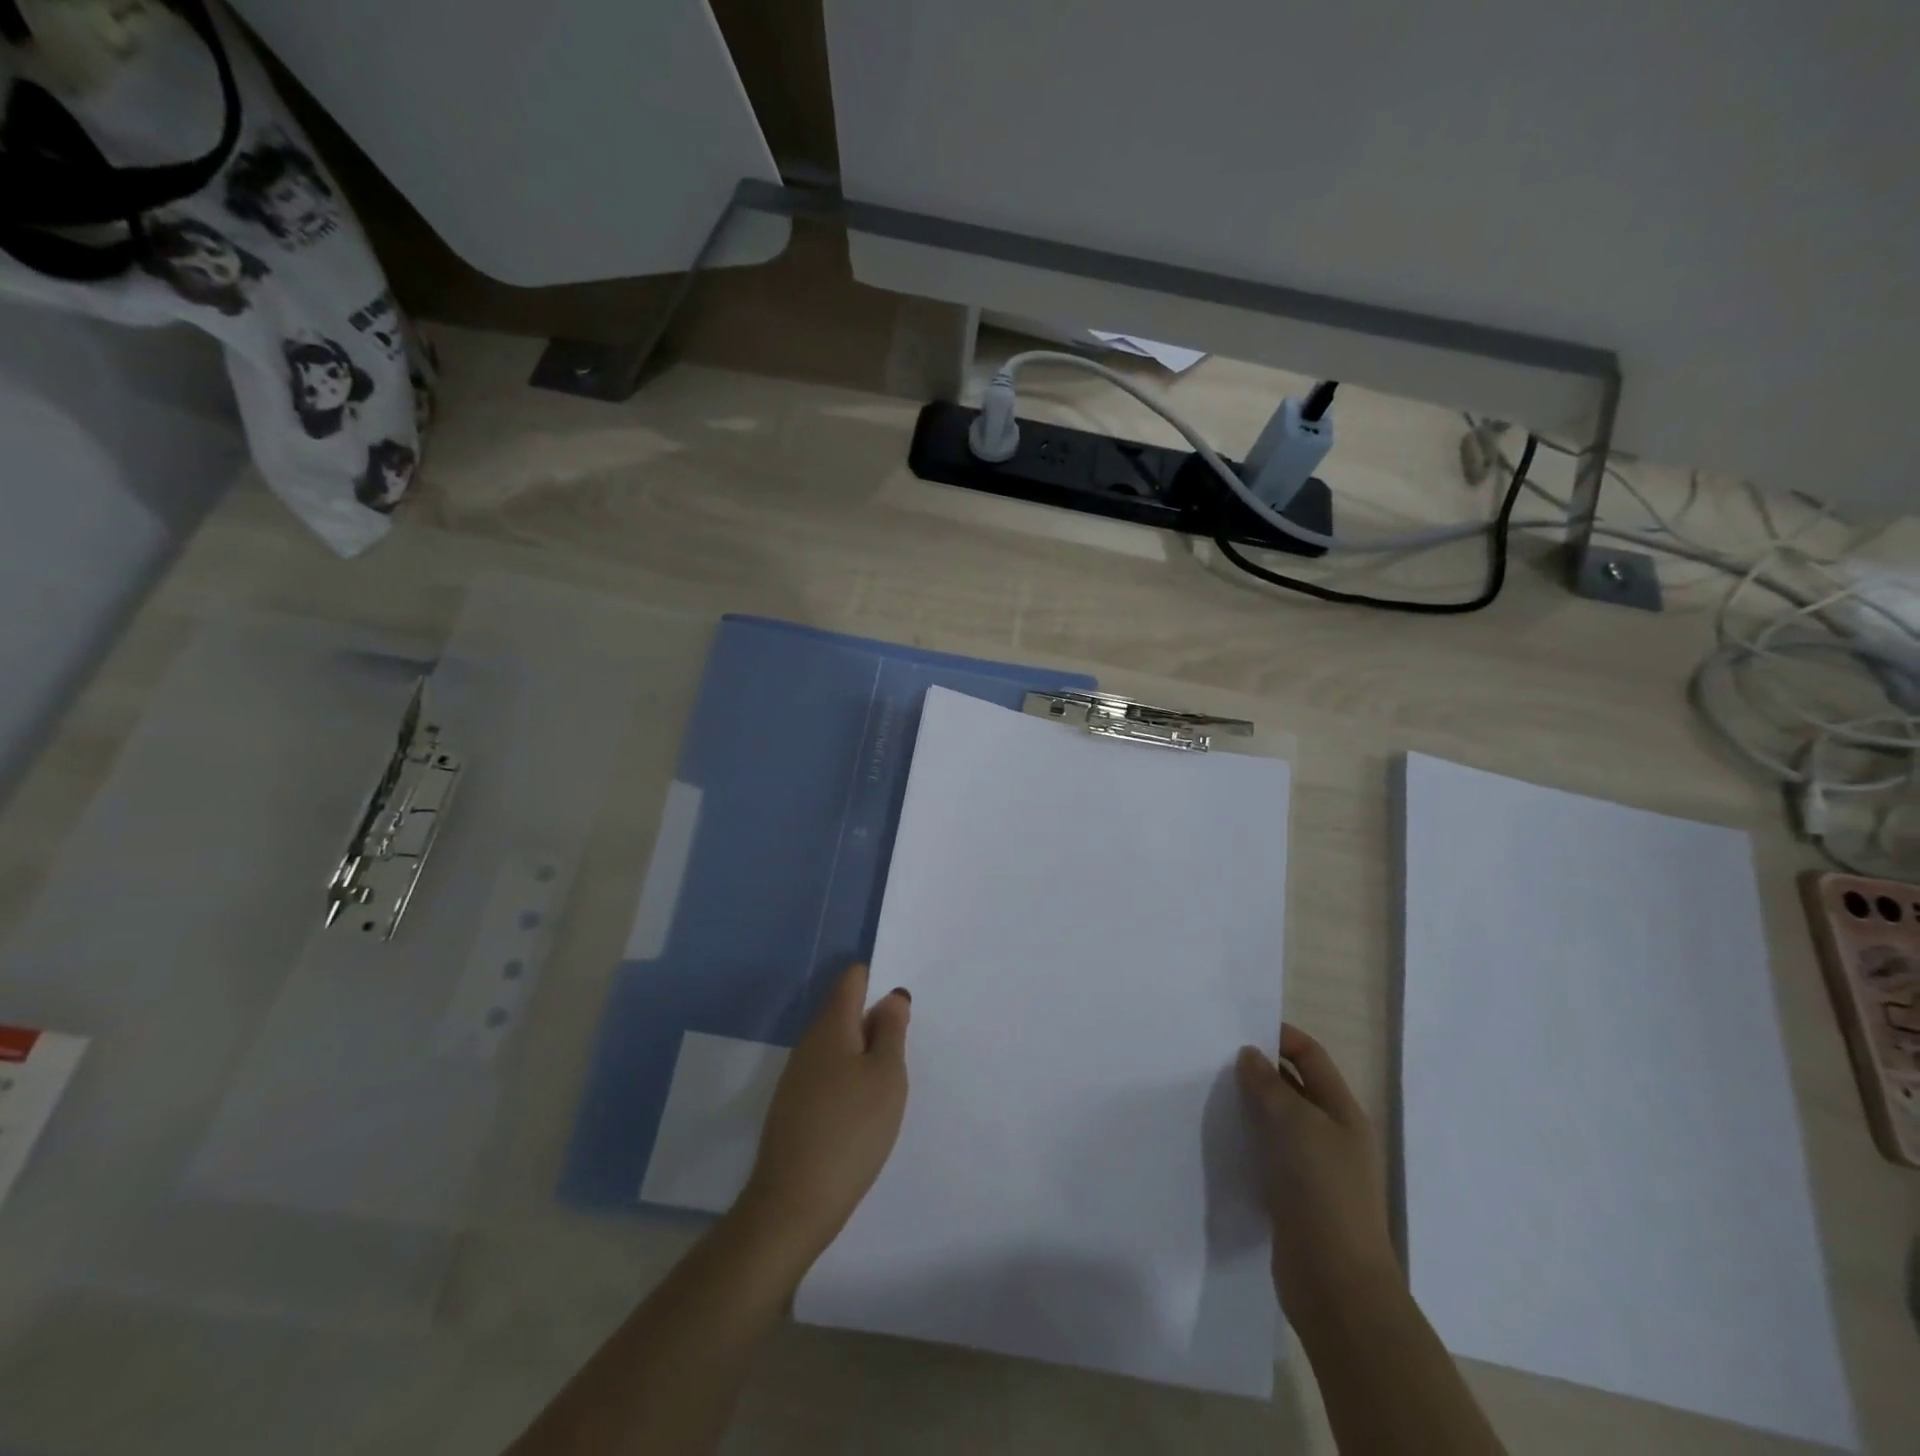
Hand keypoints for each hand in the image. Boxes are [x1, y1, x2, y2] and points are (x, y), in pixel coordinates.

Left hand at [737, 962, 910, 1262]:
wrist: (794, 1203)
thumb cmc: (852, 1130)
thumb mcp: (887, 1076)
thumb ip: (891, 1030)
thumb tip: (891, 996)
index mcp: (831, 1026)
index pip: (851, 979)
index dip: (877, 980)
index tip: (901, 1003)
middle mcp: (809, 1042)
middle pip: (843, 1011)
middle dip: (874, 1020)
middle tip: (905, 1045)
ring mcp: (797, 1076)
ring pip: (836, 1045)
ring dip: (862, 1052)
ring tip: (890, 1079)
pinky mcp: (793, 1107)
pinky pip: (827, 1073)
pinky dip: (848, 1078)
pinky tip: (863, 1108)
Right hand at [1237, 1023, 1398, 1321]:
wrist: (1336, 1284)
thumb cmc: (1323, 1192)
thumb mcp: (1296, 1125)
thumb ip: (1269, 1085)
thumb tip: (1250, 1055)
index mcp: (1342, 1112)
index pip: (1310, 1056)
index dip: (1279, 1036)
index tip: (1237, 1029)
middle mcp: (1331, 1135)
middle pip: (1293, 1086)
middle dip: (1258, 1070)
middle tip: (1213, 1059)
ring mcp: (1314, 1168)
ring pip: (1277, 1121)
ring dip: (1248, 1106)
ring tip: (1208, 1092)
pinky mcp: (1293, 1196)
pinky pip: (1267, 1153)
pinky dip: (1246, 1140)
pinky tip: (1218, 1137)